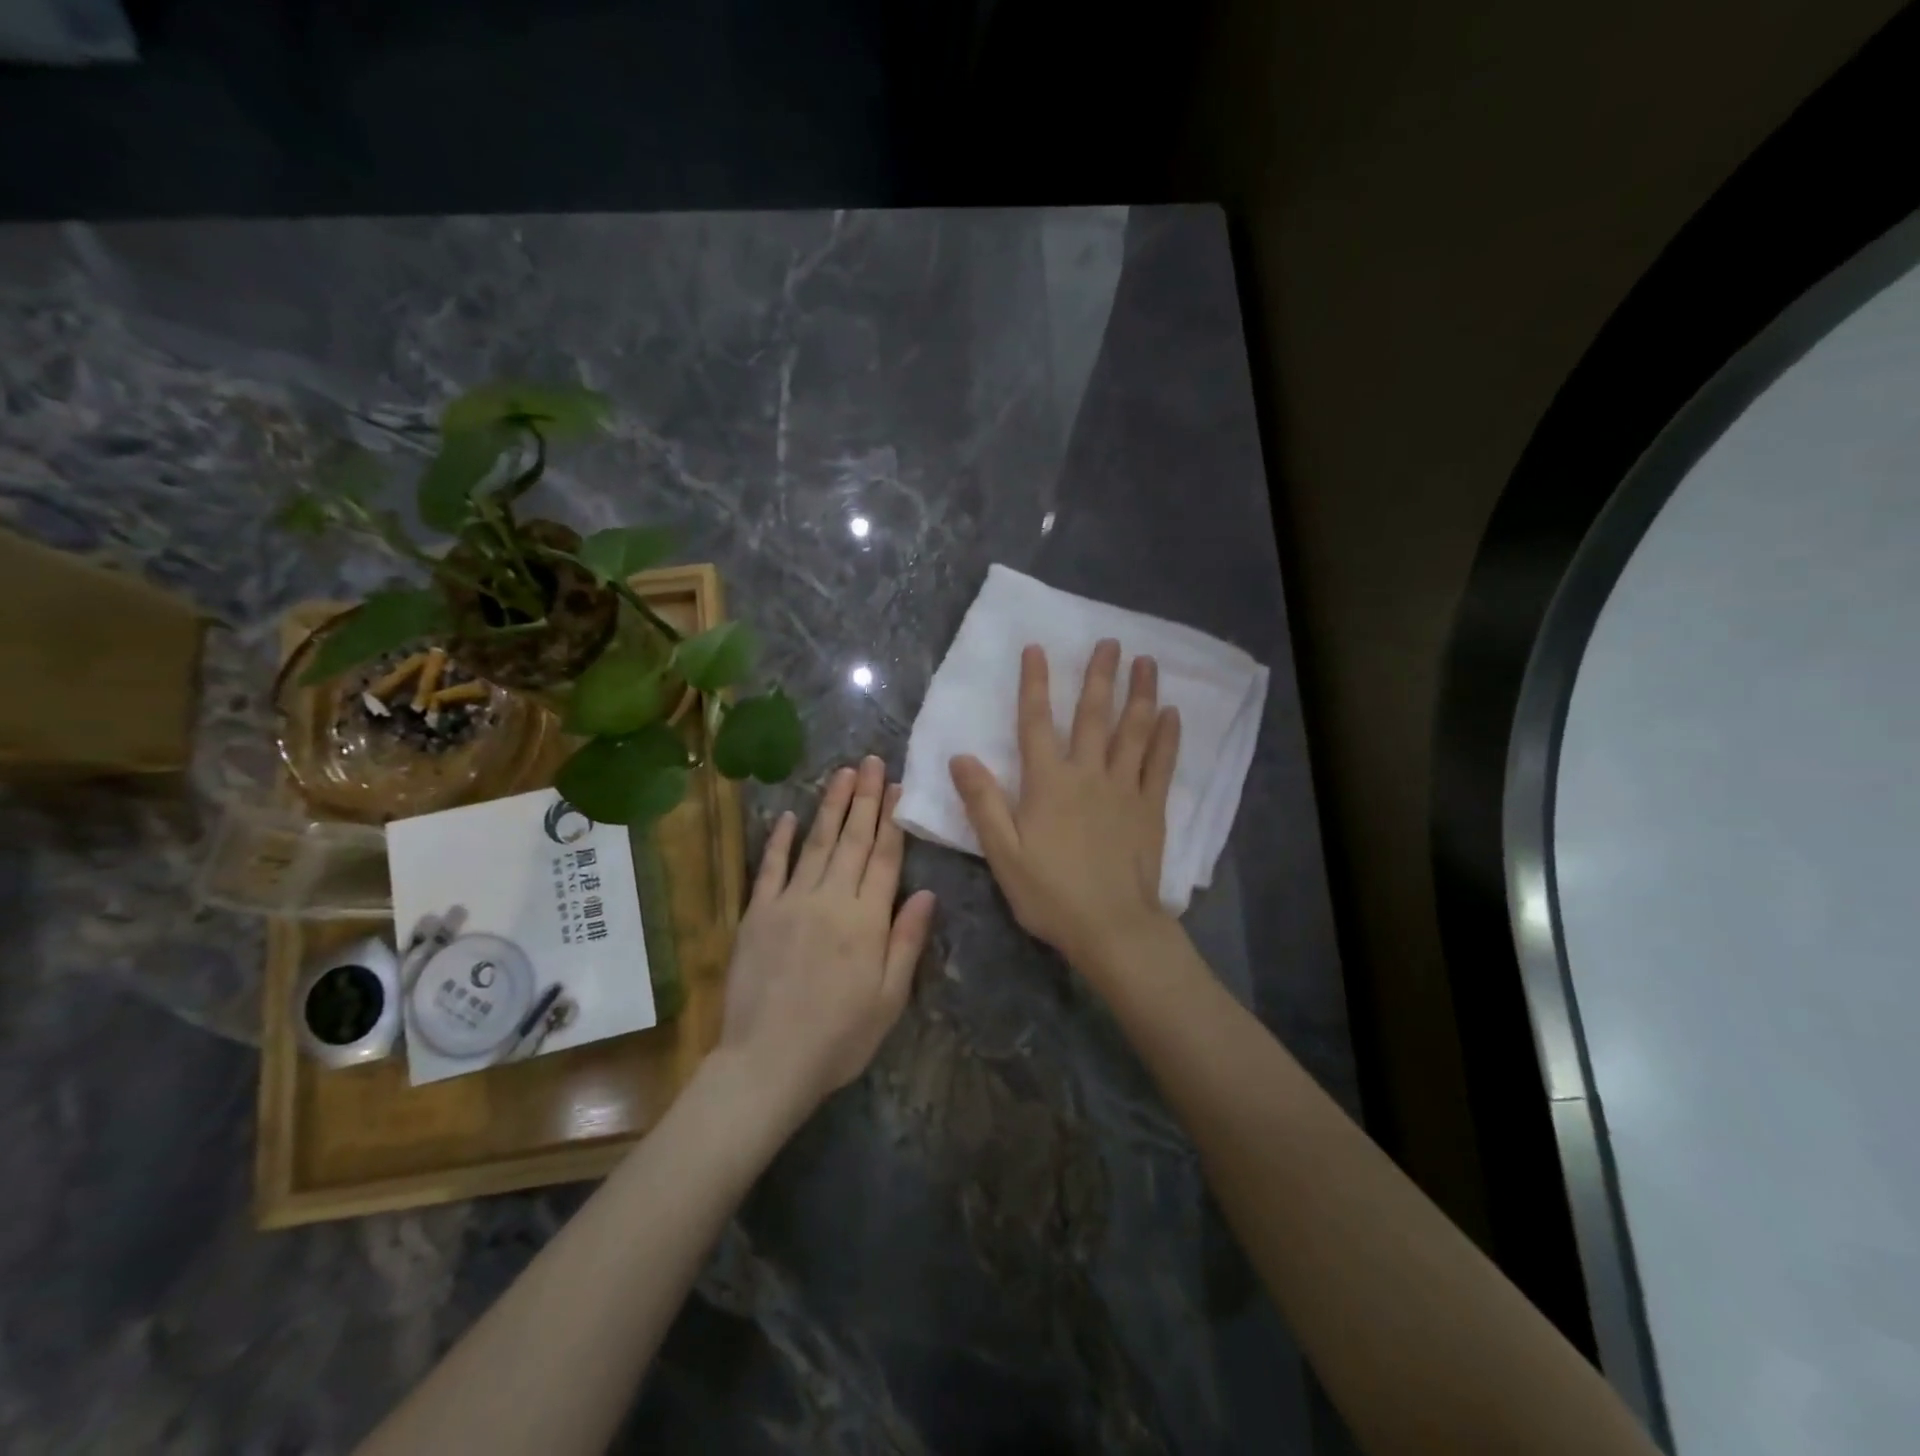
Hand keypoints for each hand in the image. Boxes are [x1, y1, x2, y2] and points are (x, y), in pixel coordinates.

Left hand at [717, 755, 936, 1114]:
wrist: (767, 1063)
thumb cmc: (839, 1037)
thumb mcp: (889, 999)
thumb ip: (907, 941)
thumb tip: (926, 892)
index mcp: (866, 919)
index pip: (885, 857)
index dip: (893, 820)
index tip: (898, 788)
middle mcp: (830, 899)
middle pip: (853, 839)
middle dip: (865, 798)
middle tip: (872, 762)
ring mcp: (790, 901)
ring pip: (816, 843)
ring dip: (831, 806)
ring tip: (843, 774)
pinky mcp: (758, 913)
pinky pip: (771, 868)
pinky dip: (779, 840)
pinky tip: (788, 816)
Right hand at [949, 639, 1180, 971]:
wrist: (1111, 927)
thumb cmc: (1050, 893)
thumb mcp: (1003, 853)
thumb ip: (983, 803)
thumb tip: (960, 757)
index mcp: (1048, 783)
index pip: (1036, 722)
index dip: (1034, 683)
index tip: (1036, 648)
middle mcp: (1088, 775)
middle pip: (1093, 716)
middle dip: (1099, 675)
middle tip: (1109, 641)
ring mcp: (1124, 789)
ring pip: (1133, 731)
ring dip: (1140, 694)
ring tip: (1147, 662)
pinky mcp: (1150, 808)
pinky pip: (1160, 764)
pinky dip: (1166, 738)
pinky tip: (1172, 715)